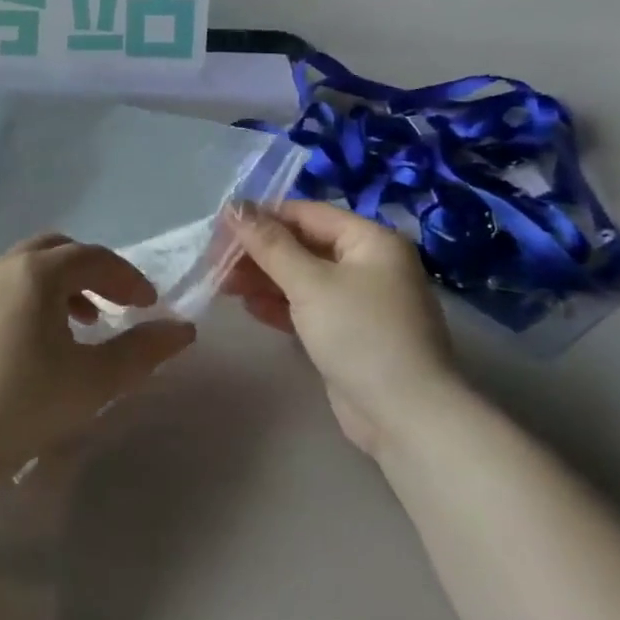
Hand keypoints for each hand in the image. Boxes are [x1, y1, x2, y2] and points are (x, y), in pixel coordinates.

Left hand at [0, 234, 196, 481]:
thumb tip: (183, 329)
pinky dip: (17, 305)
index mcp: (36, 274)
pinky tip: (19, 348)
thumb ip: (144, 350)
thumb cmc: (26, 405)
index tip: (147, 305)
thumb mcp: (96, 381)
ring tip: (70, 329)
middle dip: (89, 273)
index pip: (93, 258)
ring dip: (52, 289)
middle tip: (110, 307)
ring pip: (18, 270)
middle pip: (53, 251)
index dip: (127, 277)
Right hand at [224, 201, 464, 458]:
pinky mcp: (349, 332)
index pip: (307, 213)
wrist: (404, 414)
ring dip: (264, 278)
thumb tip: (234, 206)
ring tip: (223, 284)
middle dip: (259, 252)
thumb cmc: (359, 333)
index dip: (261, 217)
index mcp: (371, 240)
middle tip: (215, 261)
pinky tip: (250, 307)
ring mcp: (360, 301)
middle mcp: (369, 264)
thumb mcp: (310, 283)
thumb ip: (269, 244)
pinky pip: (308, 306)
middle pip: (303, 245)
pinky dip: (280, 304)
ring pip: (303, 277)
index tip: (220, 228)